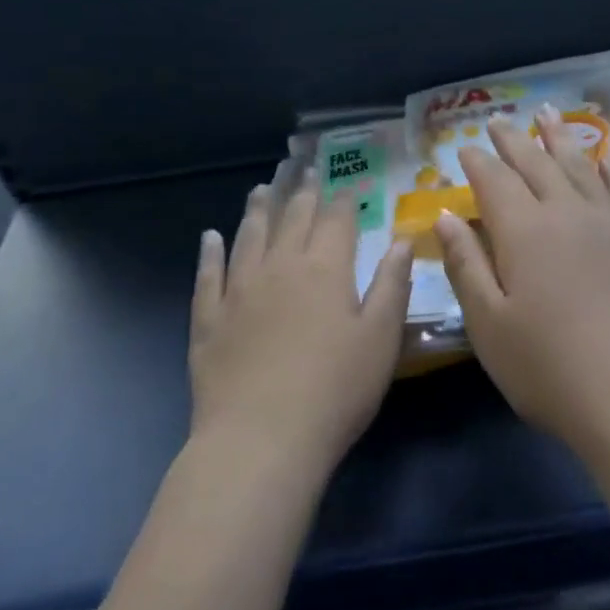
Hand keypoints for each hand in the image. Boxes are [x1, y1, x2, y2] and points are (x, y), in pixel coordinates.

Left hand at [190, 182, 412, 476]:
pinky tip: (210, 237)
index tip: (345, 184)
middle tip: (304, 170)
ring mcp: (239, 291)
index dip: (342, 199)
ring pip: (249, 237)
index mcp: (325, 269)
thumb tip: (402, 240)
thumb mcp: (381, 339)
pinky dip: (209, 252)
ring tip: (262, 189)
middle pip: (292, 219)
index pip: (335, 221)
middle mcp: (280, 267)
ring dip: (257, 210)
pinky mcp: (209, 319)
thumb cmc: (335, 390)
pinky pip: (208, 275)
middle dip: (301, 193)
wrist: (261, 439)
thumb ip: (392, 285)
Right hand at [434, 107, 609, 461]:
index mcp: (524, 230)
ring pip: (580, 164)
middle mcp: (567, 212)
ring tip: (547, 113)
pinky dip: (608, 166)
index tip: (465, 148)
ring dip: (559, 137)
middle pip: (536, 163)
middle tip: (498, 121)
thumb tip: (445, 216)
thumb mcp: (489, 324)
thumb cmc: (550, 368)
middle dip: (513, 140)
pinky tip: (604, 156)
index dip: (478, 162)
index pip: (495, 181)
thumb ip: (466, 265)